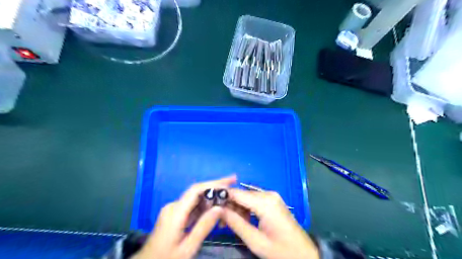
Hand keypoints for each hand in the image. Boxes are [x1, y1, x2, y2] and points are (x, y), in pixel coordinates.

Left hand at [133, 176, 234, 258]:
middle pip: (197, 192)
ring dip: (211, 198)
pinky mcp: (174, 215)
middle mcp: (173, 206)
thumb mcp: (187, 248)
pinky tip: (214, 209)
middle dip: (215, 188)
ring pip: (195, 199)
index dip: (214, 183)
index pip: (196, 190)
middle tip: (233, 186)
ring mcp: (173, 210)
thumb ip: (203, 227)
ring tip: (227, 198)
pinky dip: (204, 207)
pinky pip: (191, 207)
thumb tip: (220, 207)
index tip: (230, 181)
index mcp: (175, 212)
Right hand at [223, 188, 317, 258]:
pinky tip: (242, 220)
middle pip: (242, 195)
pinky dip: (246, 209)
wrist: (305, 255)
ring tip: (229, 223)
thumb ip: (235, 223)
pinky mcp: (273, 201)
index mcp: (265, 202)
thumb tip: (218, 209)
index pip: (237, 193)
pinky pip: (254, 201)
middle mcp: (268, 194)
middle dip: (229, 205)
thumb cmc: (281, 251)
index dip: (222, 197)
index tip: (209, 206)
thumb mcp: (255, 241)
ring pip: (247, 198)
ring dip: (237, 208)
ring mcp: (272, 197)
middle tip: (219, 221)